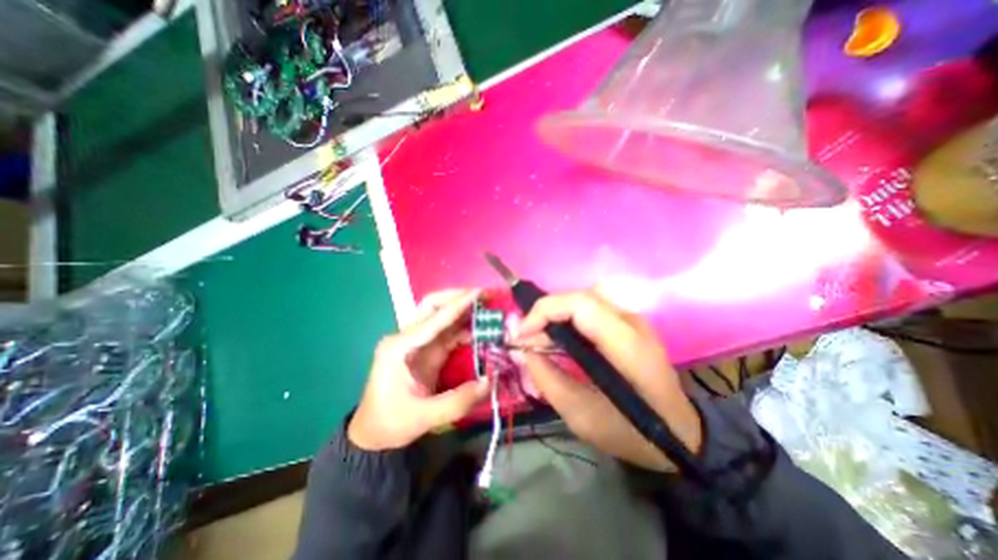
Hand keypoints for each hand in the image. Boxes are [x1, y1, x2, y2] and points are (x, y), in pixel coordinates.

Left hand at [351, 289, 488, 450]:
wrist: (372, 435)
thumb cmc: (390, 423)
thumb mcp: (422, 417)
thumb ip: (457, 401)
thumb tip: (489, 382)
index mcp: (400, 347)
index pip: (433, 319)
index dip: (458, 305)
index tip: (479, 293)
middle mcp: (406, 337)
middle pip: (432, 306)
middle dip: (457, 297)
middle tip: (483, 295)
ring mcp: (417, 342)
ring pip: (441, 316)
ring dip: (463, 310)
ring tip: (486, 307)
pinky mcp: (426, 350)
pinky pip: (447, 332)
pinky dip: (464, 328)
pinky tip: (479, 329)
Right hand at [515, 292, 700, 470]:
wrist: (680, 435)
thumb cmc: (631, 432)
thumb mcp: (581, 415)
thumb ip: (547, 378)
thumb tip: (523, 349)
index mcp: (625, 345)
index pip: (579, 304)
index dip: (545, 311)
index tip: (522, 335)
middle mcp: (632, 322)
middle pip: (579, 296)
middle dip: (546, 312)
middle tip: (527, 339)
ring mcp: (633, 320)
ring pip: (583, 299)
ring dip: (556, 313)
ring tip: (540, 338)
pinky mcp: (629, 324)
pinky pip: (591, 309)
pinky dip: (568, 318)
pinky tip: (560, 338)